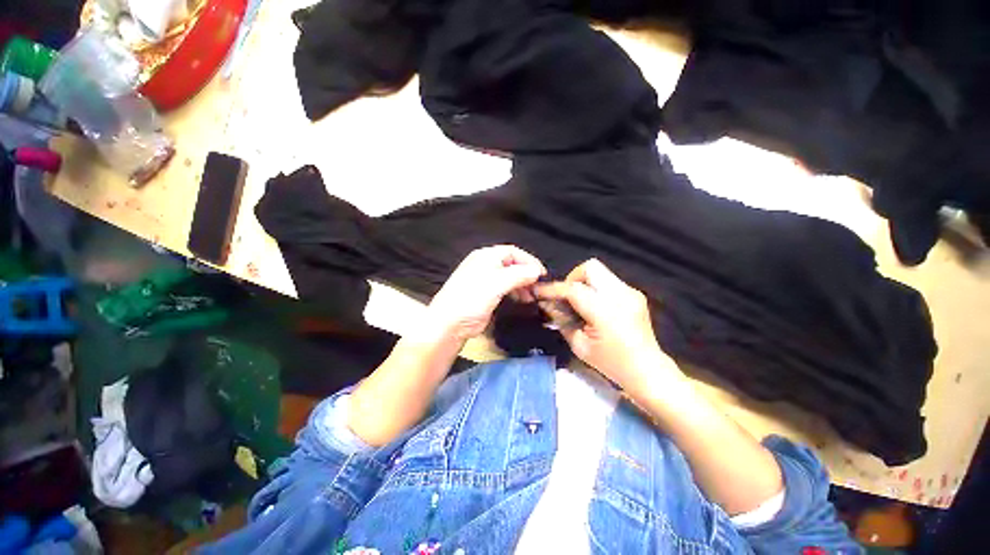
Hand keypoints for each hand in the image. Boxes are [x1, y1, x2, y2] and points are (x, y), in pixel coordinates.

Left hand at [424, 245, 545, 341]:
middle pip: (513, 264)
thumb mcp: (497, 283)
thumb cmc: (472, 298)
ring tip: (532, 296)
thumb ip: (519, 275)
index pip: (513, 252)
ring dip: (523, 284)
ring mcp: (486, 279)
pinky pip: (506, 288)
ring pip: (510, 276)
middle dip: (527, 274)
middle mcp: (486, 264)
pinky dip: (516, 291)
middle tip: (538, 287)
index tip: (542, 274)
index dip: (529, 261)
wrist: (450, 322)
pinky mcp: (487, 293)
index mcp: (486, 256)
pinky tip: (522, 299)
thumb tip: (537, 271)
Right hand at [535, 259, 677, 388]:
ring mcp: (631, 292)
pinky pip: (608, 281)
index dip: (553, 289)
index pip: (573, 289)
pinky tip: (594, 306)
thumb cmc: (611, 363)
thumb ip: (562, 320)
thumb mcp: (579, 346)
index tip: (538, 291)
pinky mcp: (635, 293)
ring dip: (583, 282)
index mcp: (606, 312)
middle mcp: (621, 295)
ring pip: (600, 271)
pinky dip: (595, 288)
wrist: (648, 370)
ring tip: (579, 302)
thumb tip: (548, 304)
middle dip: (572, 278)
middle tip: (566, 297)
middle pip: (590, 267)